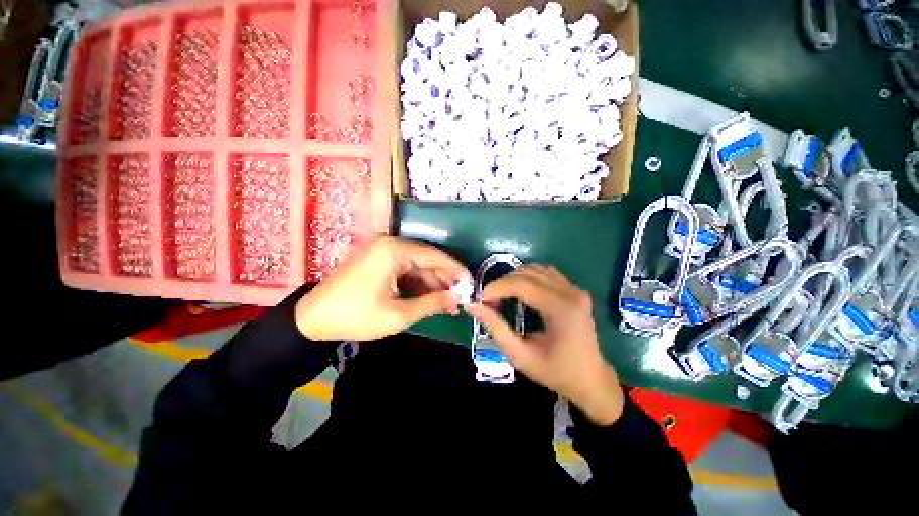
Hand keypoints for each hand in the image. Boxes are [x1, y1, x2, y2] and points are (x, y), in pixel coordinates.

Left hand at [295, 236, 470, 341]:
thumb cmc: (355, 316)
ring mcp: (383, 249)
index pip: (435, 256)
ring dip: (432, 284)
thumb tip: (455, 298)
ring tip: (446, 305)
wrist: (313, 318)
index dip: (456, 271)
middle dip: (444, 281)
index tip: (471, 284)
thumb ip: (431, 303)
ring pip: (417, 265)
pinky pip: (405, 268)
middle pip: (427, 259)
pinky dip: (417, 282)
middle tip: (458, 300)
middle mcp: (390, 243)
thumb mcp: (398, 315)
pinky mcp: (378, 257)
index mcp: (393, 251)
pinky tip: (428, 298)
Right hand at [465, 266, 623, 425]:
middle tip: (489, 300)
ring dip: (515, 278)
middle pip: (528, 273)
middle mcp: (571, 293)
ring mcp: (575, 289)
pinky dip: (528, 278)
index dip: (497, 287)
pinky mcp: (575, 290)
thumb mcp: (520, 355)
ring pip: (537, 269)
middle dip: (503, 283)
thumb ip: (496, 328)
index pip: (523, 285)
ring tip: (502, 295)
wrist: (590, 380)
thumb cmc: (555, 372)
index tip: (481, 298)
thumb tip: (473, 306)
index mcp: (562, 310)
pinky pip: (546, 274)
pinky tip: (521, 291)